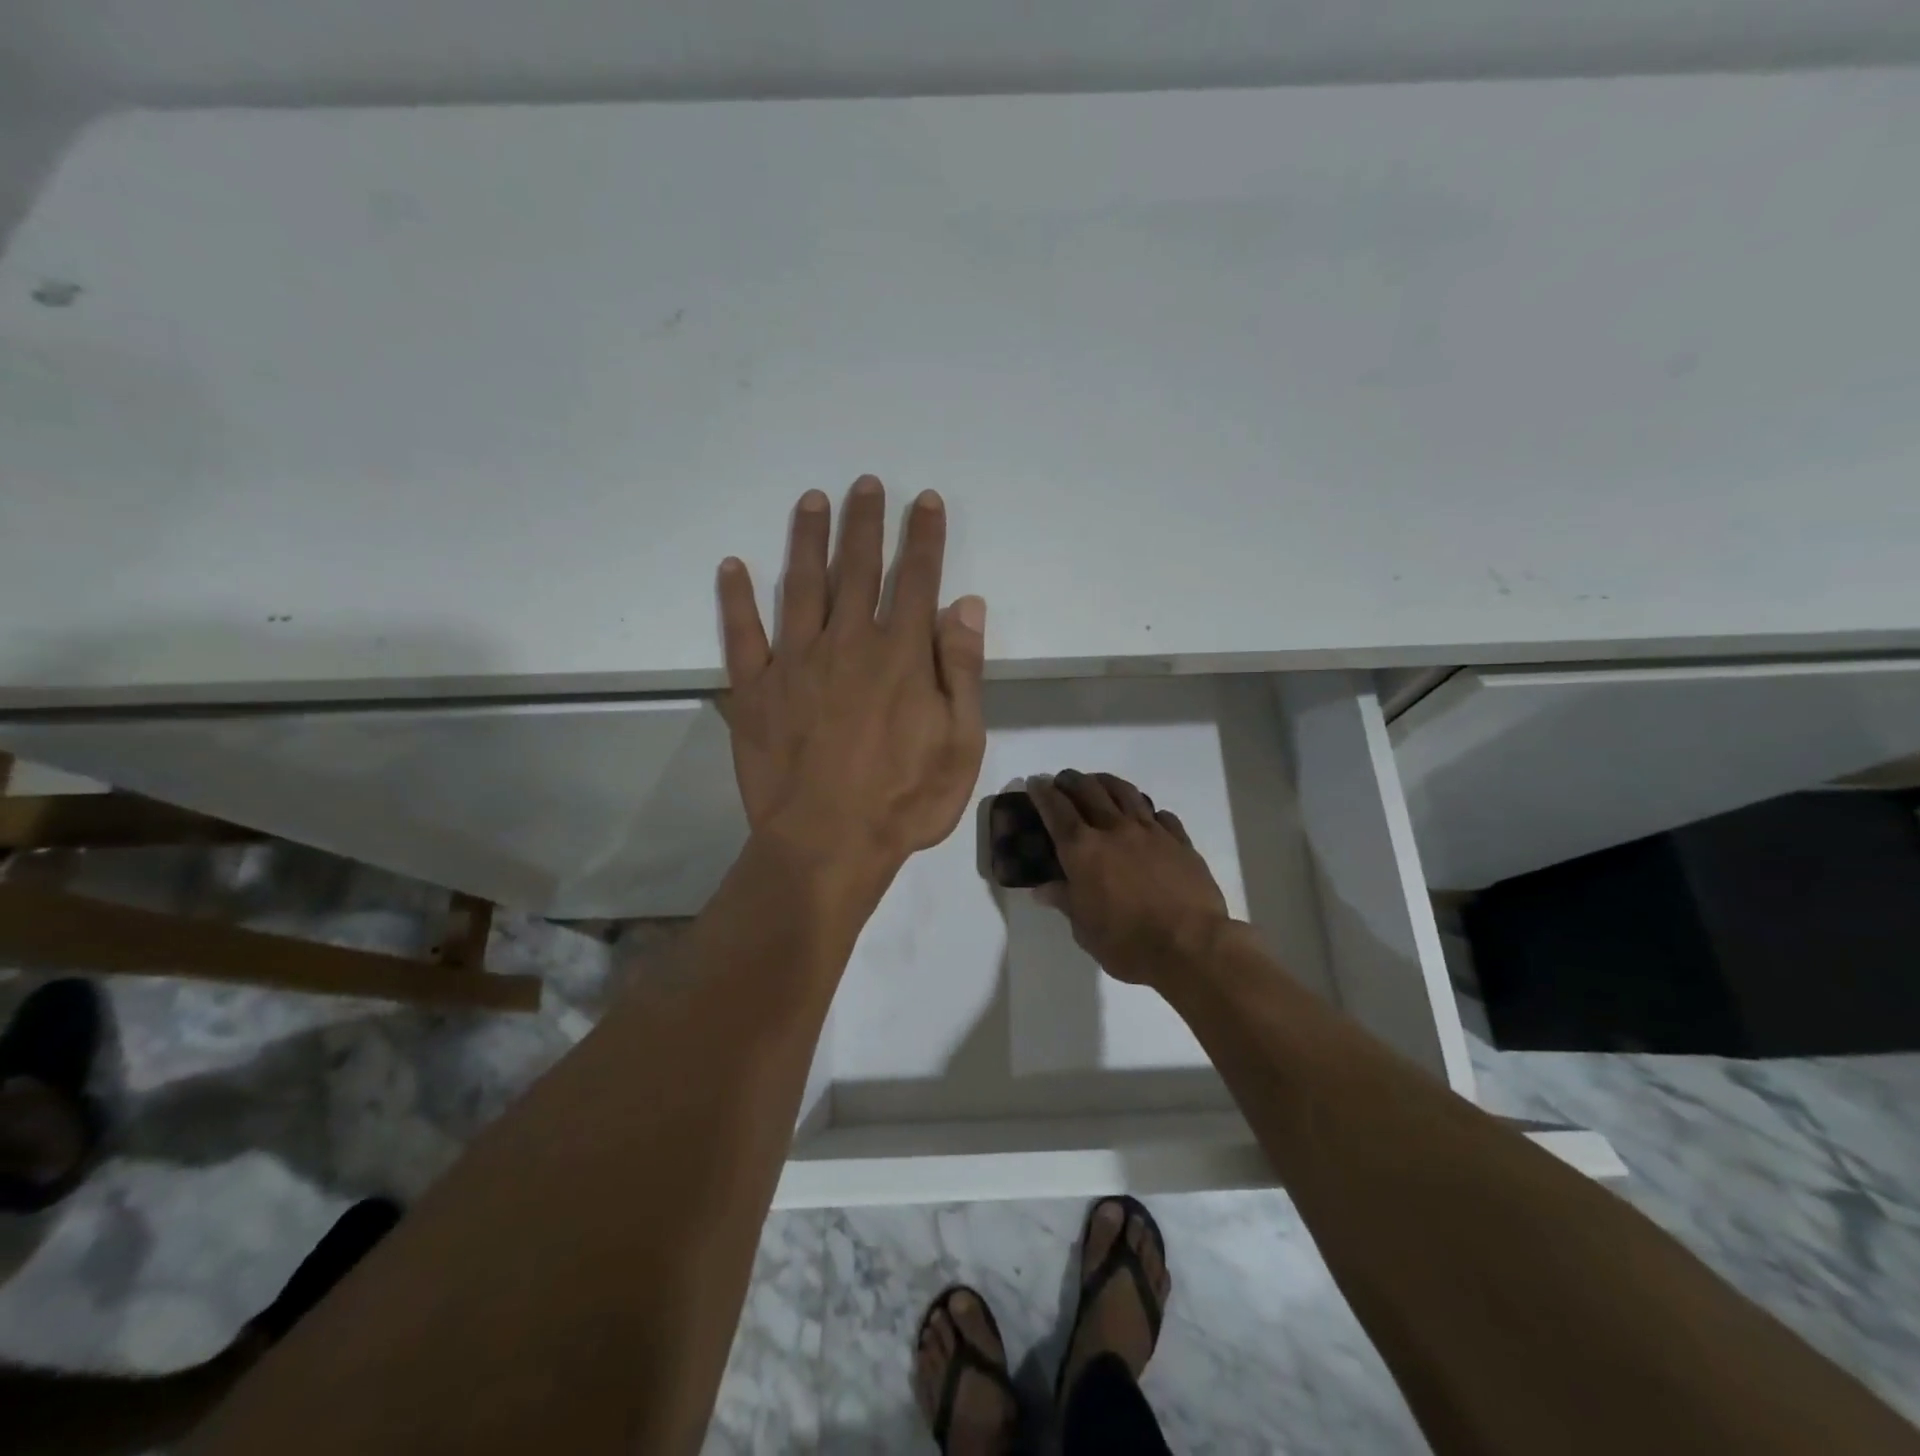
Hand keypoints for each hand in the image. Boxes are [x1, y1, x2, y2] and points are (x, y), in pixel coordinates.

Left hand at [717, 476, 987, 889]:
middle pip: (858, 568)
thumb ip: (962, 671)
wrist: (827, 845)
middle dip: (865, 522)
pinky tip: (733, 566)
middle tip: (865, 484)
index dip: (923, 537)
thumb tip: (965, 605)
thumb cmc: (904, 800)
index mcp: (900, 655)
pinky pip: (742, 635)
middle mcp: (847, 643)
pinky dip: (736, 599)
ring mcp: (795, 663)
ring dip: (807, 539)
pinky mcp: (754, 690)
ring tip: (812, 501)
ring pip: (801, 585)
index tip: (924, 501)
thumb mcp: (960, 743)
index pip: (916, 580)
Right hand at [1028, 770, 1232, 986]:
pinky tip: (1146, 817)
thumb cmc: (1127, 943)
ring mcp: (1150, 832)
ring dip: (1106, 782)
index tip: (1035, 782)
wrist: (1191, 945)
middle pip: (1089, 791)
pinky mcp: (1180, 841)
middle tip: (1063, 781)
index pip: (1056, 810)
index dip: (1042, 793)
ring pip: (1125, 793)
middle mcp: (1114, 830)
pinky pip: (1160, 815)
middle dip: (1071, 781)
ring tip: (1099, 783)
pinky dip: (1147, 811)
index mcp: (1082, 850)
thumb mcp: (1084, 930)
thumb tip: (1044, 889)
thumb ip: (1065, 901)